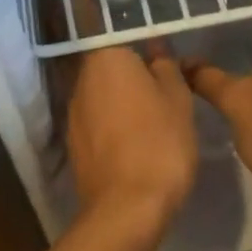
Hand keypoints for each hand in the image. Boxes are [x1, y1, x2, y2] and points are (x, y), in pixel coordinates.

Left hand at [67, 41, 197, 227]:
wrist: (128, 207)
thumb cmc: (161, 143)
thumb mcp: (179, 99)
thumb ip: (167, 68)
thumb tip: (156, 51)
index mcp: (107, 59)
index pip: (127, 43)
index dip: (149, 58)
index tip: (169, 77)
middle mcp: (81, 81)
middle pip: (112, 72)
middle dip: (134, 82)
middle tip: (166, 102)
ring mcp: (72, 115)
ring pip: (103, 100)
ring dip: (123, 108)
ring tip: (153, 129)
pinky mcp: (72, 146)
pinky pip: (97, 127)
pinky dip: (113, 132)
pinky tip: (134, 150)